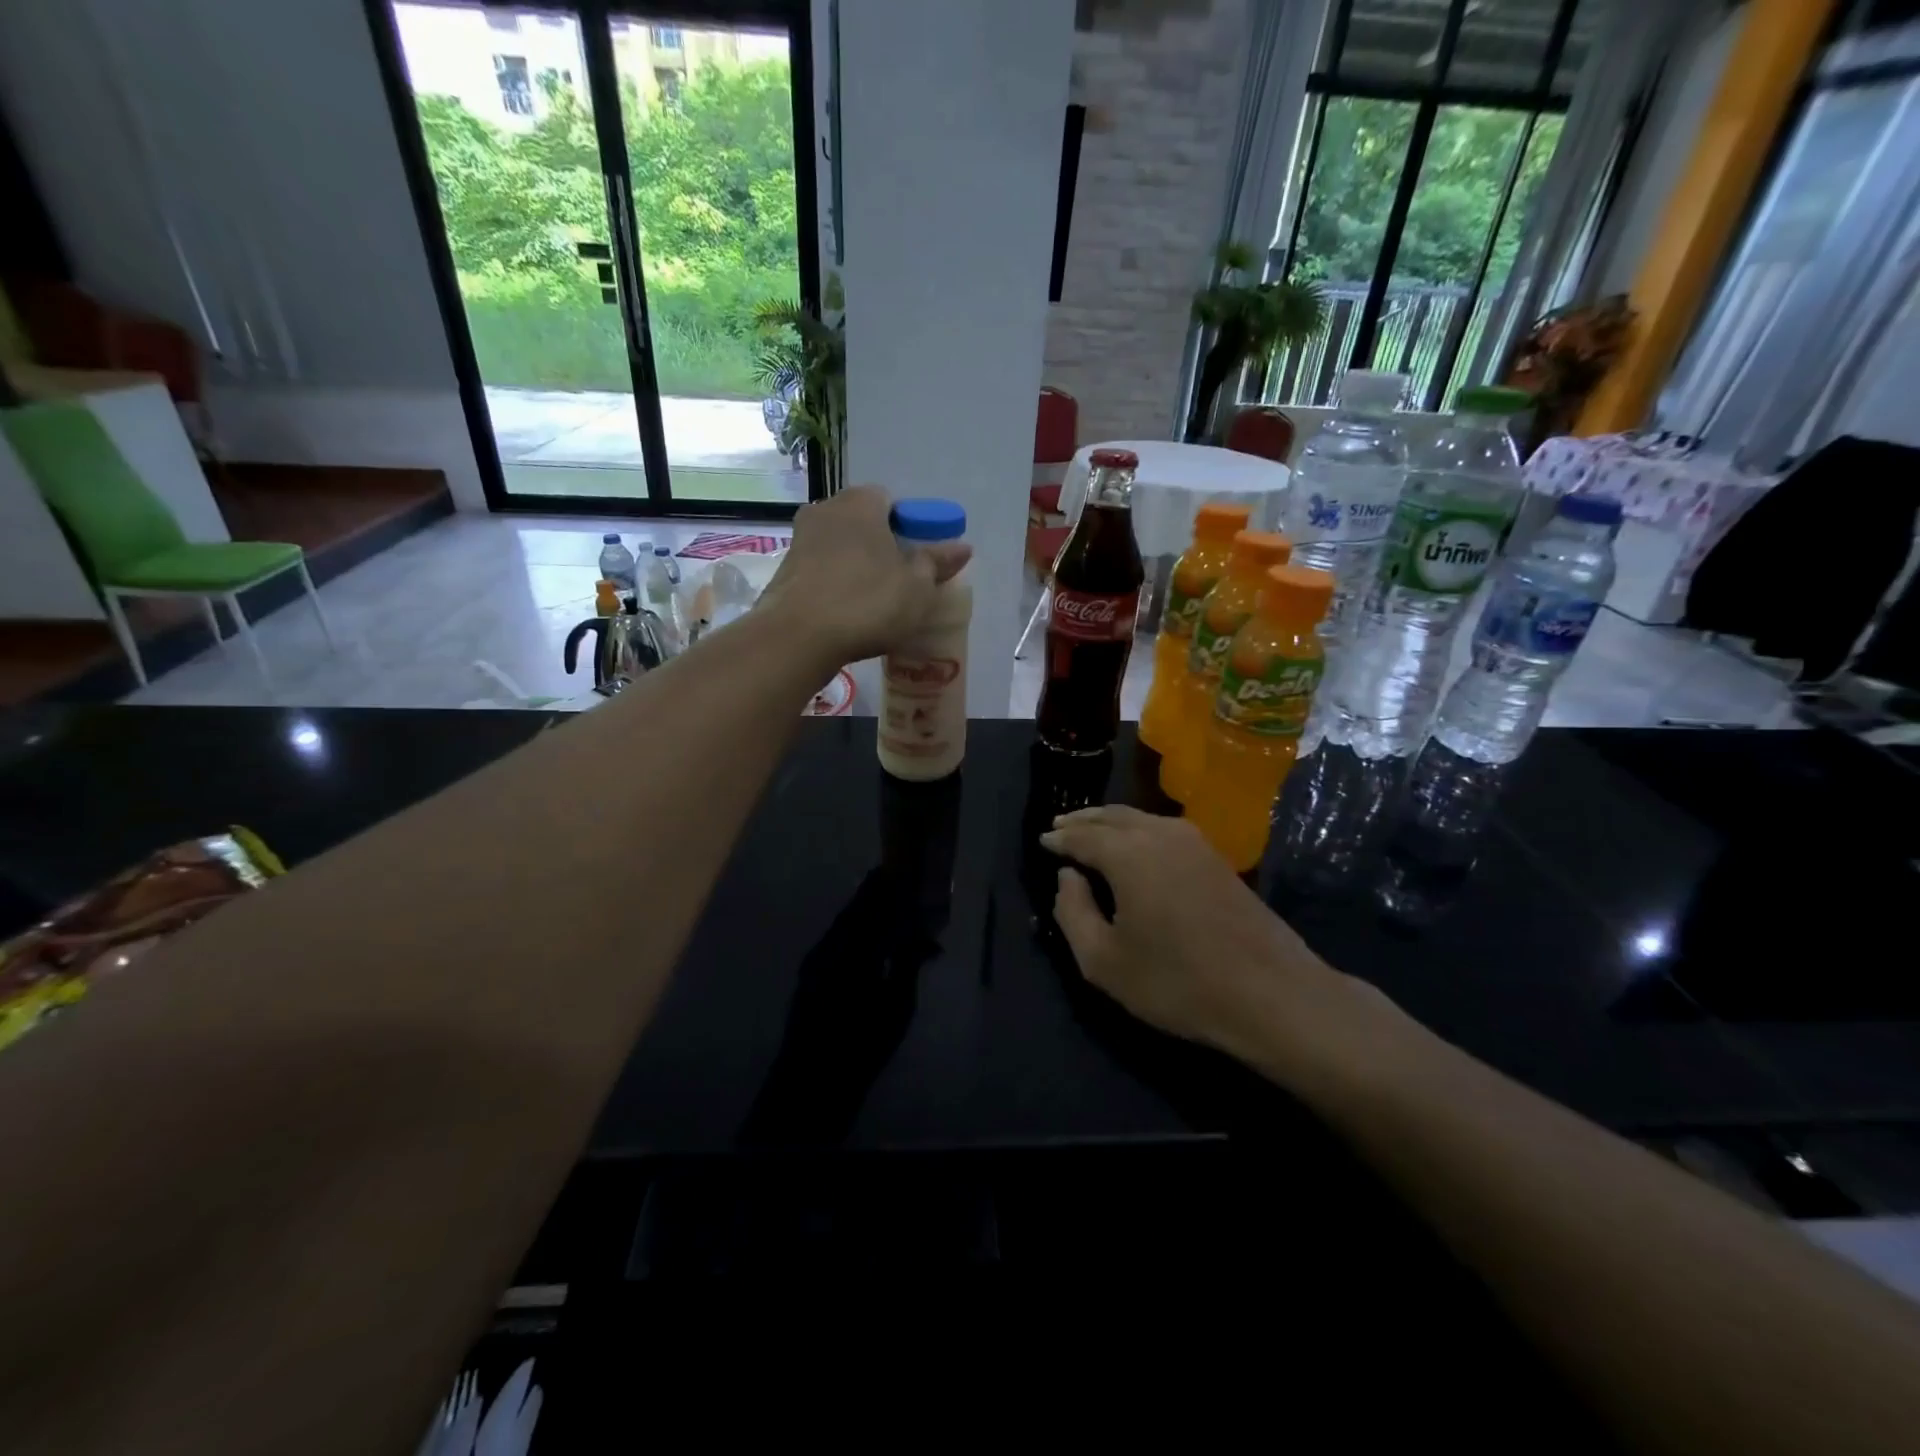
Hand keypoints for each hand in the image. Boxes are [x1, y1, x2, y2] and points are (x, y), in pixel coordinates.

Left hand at [757, 486, 971, 666]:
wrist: (798, 638)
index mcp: (861, 502)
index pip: (892, 502)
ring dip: (857, 568)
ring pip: (840, 548)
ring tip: (874, 604)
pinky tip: (847, 614)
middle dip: (882, 547)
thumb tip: (962, 546)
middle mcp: (826, 510)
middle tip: (901, 583)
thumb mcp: (917, 587)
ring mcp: (800, 540)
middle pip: (864, 524)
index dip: (910, 529)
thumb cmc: (867, 602)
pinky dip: (835, 586)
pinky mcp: (784, 572)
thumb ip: (937, 562)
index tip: (919, 560)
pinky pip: (821, 572)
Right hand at [1041, 805, 1391, 1085]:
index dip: (1059, 839)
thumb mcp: (1104, 961)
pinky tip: (1134, 845)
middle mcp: (1159, 834)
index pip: (1082, 836)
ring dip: (1110, 821)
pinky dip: (1137, 829)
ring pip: (1139, 818)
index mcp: (1127, 854)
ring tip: (1091, 831)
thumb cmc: (1177, 982)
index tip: (1042, 841)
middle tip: (1060, 827)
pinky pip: (1162, 829)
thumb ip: (1072, 912)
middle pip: (1111, 816)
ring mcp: (1193, 841)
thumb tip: (1069, 876)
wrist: (1271, 993)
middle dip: (1082, 820)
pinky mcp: (1215, 856)